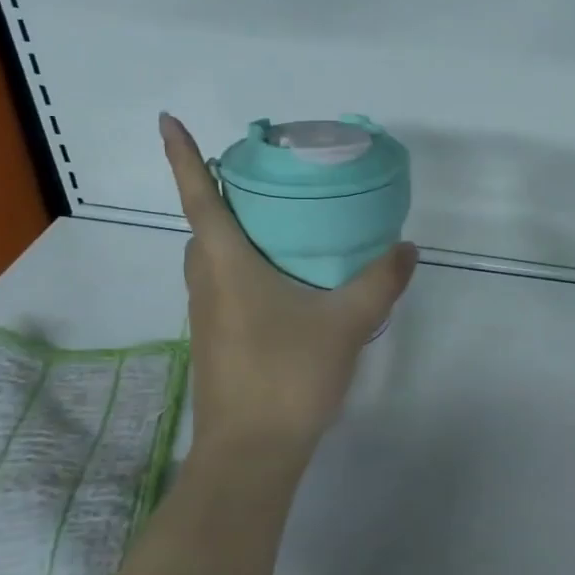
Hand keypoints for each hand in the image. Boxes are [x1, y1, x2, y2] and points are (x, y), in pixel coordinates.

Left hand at [160, 114, 417, 467]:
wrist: (251, 454)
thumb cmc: (288, 375)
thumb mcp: (346, 322)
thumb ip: (379, 281)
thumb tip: (407, 248)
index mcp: (225, 263)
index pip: (199, 196)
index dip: (182, 156)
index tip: (168, 120)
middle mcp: (206, 282)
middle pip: (205, 225)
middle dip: (221, 192)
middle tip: (265, 177)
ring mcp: (207, 315)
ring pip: (213, 258)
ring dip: (234, 232)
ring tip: (280, 222)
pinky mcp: (217, 340)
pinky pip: (224, 284)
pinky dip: (245, 265)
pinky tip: (287, 281)